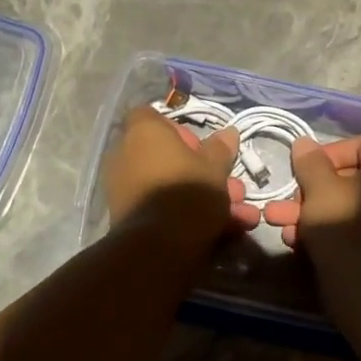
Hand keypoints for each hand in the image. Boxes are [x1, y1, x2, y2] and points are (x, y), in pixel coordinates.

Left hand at [105, 105, 258, 243]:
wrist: (160, 244)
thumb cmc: (188, 191)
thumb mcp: (215, 167)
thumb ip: (220, 149)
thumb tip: (228, 133)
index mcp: (143, 133)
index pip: (151, 116)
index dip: (177, 129)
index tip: (199, 146)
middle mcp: (125, 155)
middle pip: (165, 156)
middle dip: (200, 171)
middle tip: (229, 186)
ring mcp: (122, 187)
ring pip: (168, 185)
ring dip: (201, 196)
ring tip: (238, 214)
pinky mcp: (126, 216)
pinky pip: (161, 207)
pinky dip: (186, 215)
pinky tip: (222, 231)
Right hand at [261, 133, 360, 279]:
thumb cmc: (344, 225)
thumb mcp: (319, 189)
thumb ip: (310, 163)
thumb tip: (304, 143)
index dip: (330, 152)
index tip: (305, 167)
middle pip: (347, 180)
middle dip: (307, 190)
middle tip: (283, 201)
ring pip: (342, 208)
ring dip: (307, 213)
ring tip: (277, 223)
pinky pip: (349, 232)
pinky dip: (324, 233)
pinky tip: (296, 243)